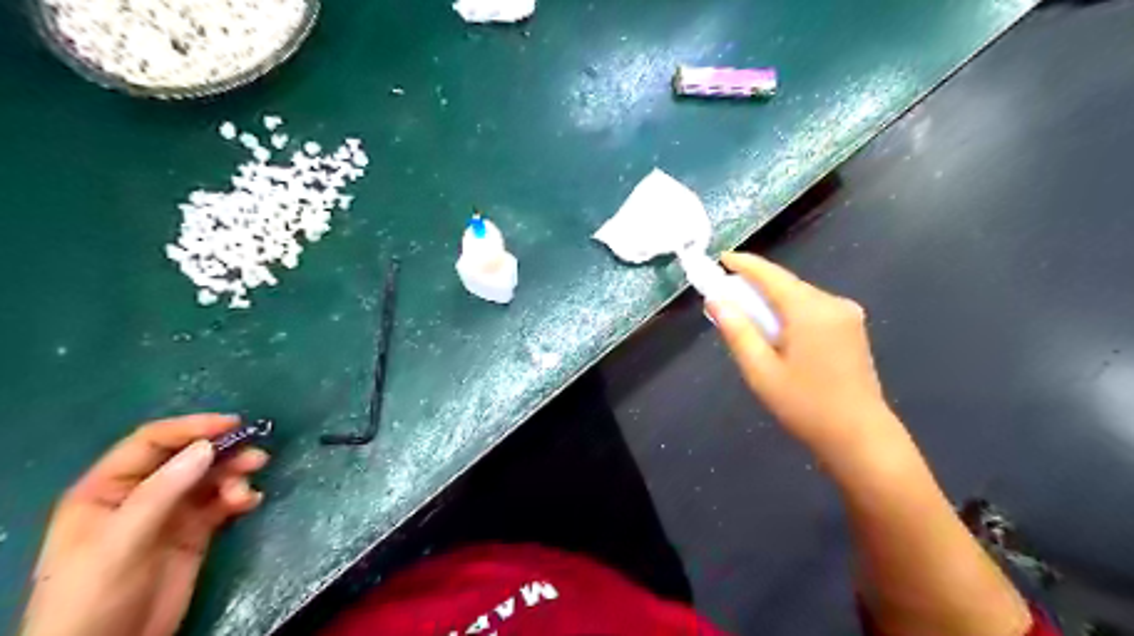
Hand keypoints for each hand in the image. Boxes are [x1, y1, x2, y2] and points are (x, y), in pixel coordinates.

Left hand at [20, 412, 268, 635]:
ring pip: (210, 478)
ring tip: (249, 485)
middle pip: (189, 457)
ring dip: (234, 475)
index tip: (234, 424)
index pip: (153, 442)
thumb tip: (208, 446)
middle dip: (223, 453)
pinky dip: (239, 497)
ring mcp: (170, 513)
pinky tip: (249, 503)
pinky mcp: (194, 532)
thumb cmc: (96, 593)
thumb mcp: (123, 540)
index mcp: (108, 488)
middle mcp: (141, 494)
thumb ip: (164, 491)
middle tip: (256, 457)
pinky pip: (222, 502)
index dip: (192, 428)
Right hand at [706, 253, 900, 461]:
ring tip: (748, 317)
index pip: (770, 275)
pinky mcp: (852, 327)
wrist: (860, 437)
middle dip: (755, 285)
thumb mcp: (761, 371)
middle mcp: (832, 303)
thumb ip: (737, 331)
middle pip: (786, 284)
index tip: (721, 258)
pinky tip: (777, 330)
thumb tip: (715, 300)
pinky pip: (812, 308)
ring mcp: (847, 314)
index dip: (744, 264)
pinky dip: (789, 311)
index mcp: (809, 310)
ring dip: (772, 300)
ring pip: (799, 296)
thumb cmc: (805, 406)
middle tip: (726, 296)